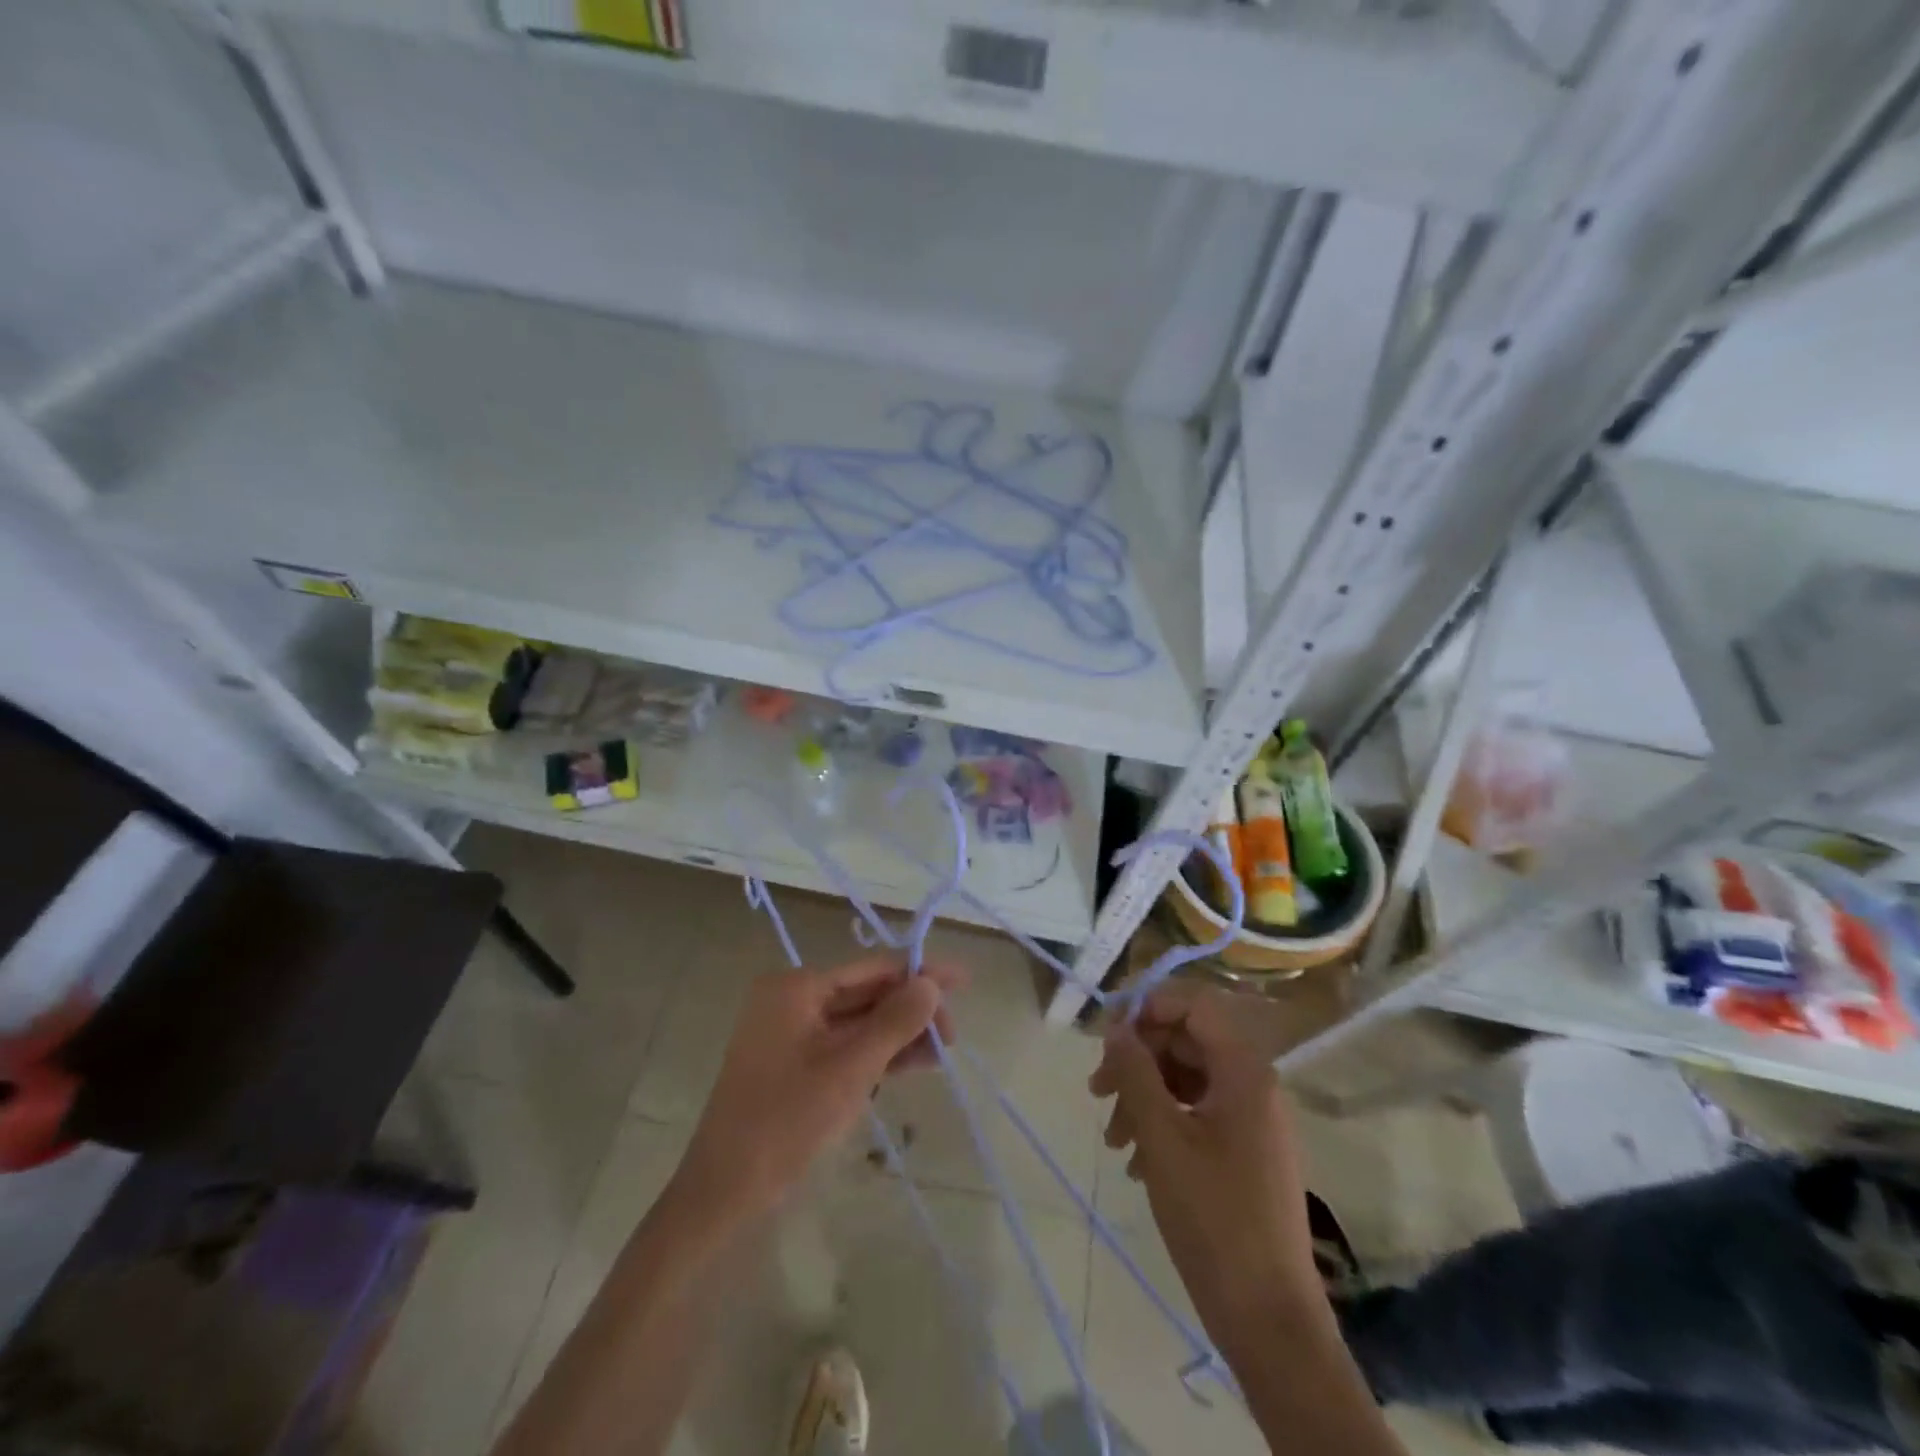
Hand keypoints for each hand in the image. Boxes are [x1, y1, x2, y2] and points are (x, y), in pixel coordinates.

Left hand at [678, 956, 962, 1220]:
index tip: (963, 979)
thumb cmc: (785, 1121)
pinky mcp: (797, 1065)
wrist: (724, 1192)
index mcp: (797, 987)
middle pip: (867, 994)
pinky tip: (916, 1062)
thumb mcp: (849, 1069)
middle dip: (912, 1010)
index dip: (920, 973)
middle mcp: (793, 1000)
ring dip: (901, 1034)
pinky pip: (847, 1047)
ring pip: (860, 1023)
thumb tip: (932, 983)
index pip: (872, 969)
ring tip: (946, 1049)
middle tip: (954, 1034)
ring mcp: (793, 1034)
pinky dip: (879, 1054)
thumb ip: (894, 1022)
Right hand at [1091, 990, 1320, 1357]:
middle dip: (1138, 1059)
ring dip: (1144, 1097)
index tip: (1107, 1034)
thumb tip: (1116, 1027)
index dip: (1148, 1007)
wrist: (1269, 1319)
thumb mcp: (1162, 1137)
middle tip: (1097, 1091)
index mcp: (1244, 1070)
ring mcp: (1252, 1120)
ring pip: (1186, 1080)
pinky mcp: (1245, 1152)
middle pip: (1186, 1042)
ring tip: (1113, 1140)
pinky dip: (1163, 1125)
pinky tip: (1137, 1163)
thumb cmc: (1214, 1218)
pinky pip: (1197, 1115)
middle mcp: (1253, 1085)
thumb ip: (1135, 1072)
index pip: (1194, 1005)